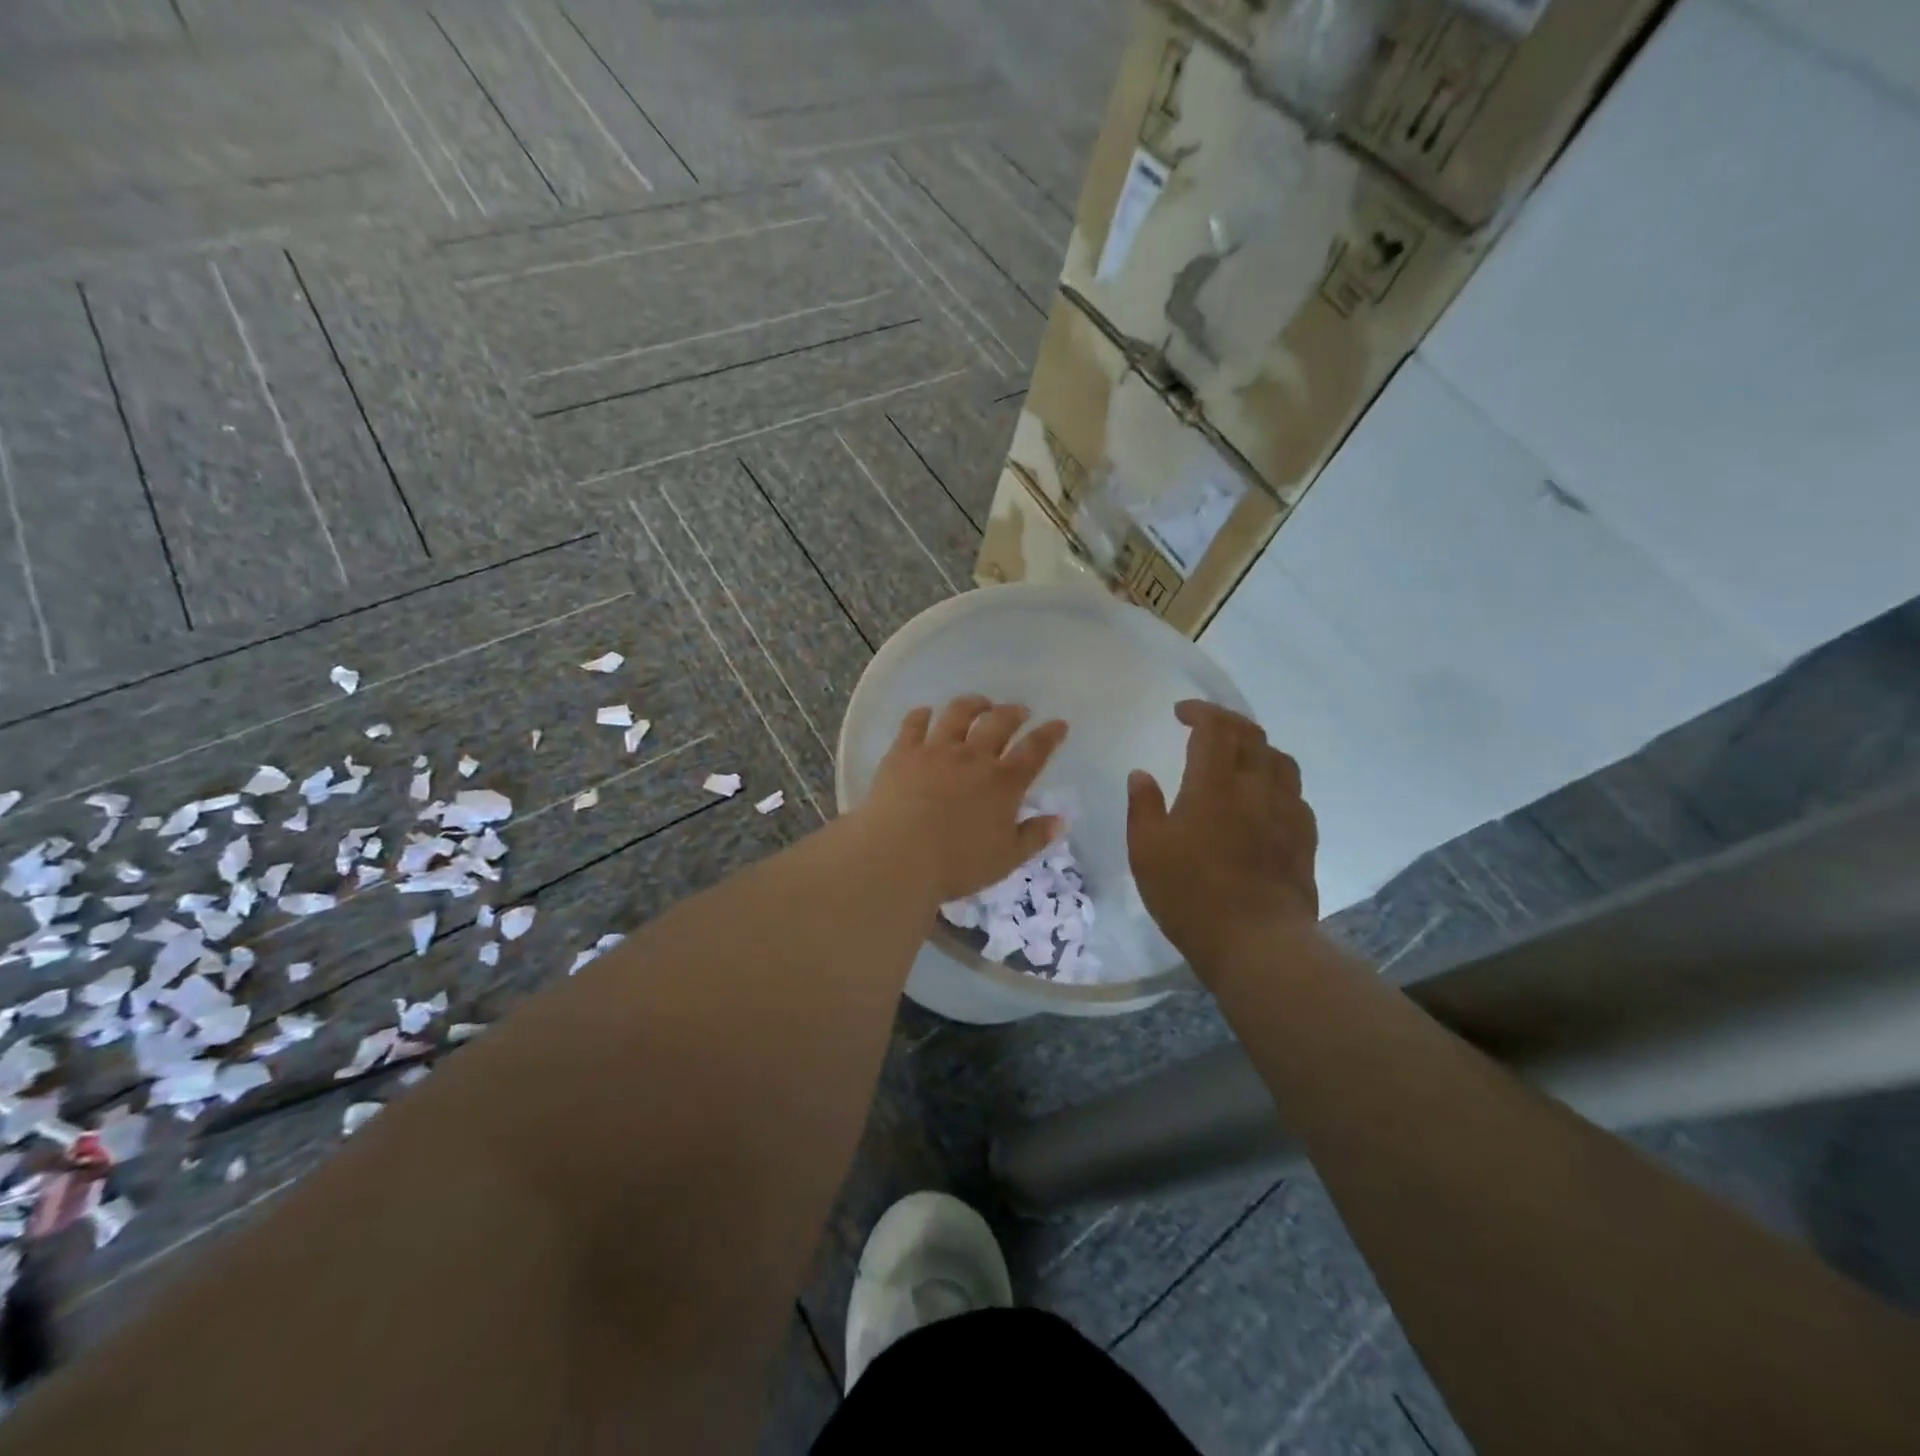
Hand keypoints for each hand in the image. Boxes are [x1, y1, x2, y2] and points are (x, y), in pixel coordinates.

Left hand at [857, 696, 1069, 903]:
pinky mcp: (903, 752)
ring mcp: (936, 750)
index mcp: (1003, 783)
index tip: (1059, 723)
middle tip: (1020, 711)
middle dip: (1014, 712)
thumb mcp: (1006, 859)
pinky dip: (922, 714)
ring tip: (980, 704)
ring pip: (958, 714)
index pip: (1035, 750)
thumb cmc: (957, 864)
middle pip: (999, 723)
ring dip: (973, 704)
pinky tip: (926, 712)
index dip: (1050, 735)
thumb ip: (1034, 837)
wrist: (898, 857)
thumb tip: (1060, 819)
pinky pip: (914, 723)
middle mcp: (973, 757)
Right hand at [1128, 700, 1318, 979]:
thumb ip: (1143, 807)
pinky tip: (1264, 800)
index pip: (1215, 728)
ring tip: (1239, 758)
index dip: (1200, 712)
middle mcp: (1256, 788)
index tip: (1181, 713)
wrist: (1256, 942)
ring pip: (1281, 760)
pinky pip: (1295, 794)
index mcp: (1214, 785)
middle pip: (1252, 735)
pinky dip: (1276, 782)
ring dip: (1257, 748)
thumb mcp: (1146, 852)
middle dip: (1228, 722)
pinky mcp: (1305, 838)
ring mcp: (1287, 812)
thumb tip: (1141, 774)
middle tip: (1206, 727)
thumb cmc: (1190, 895)